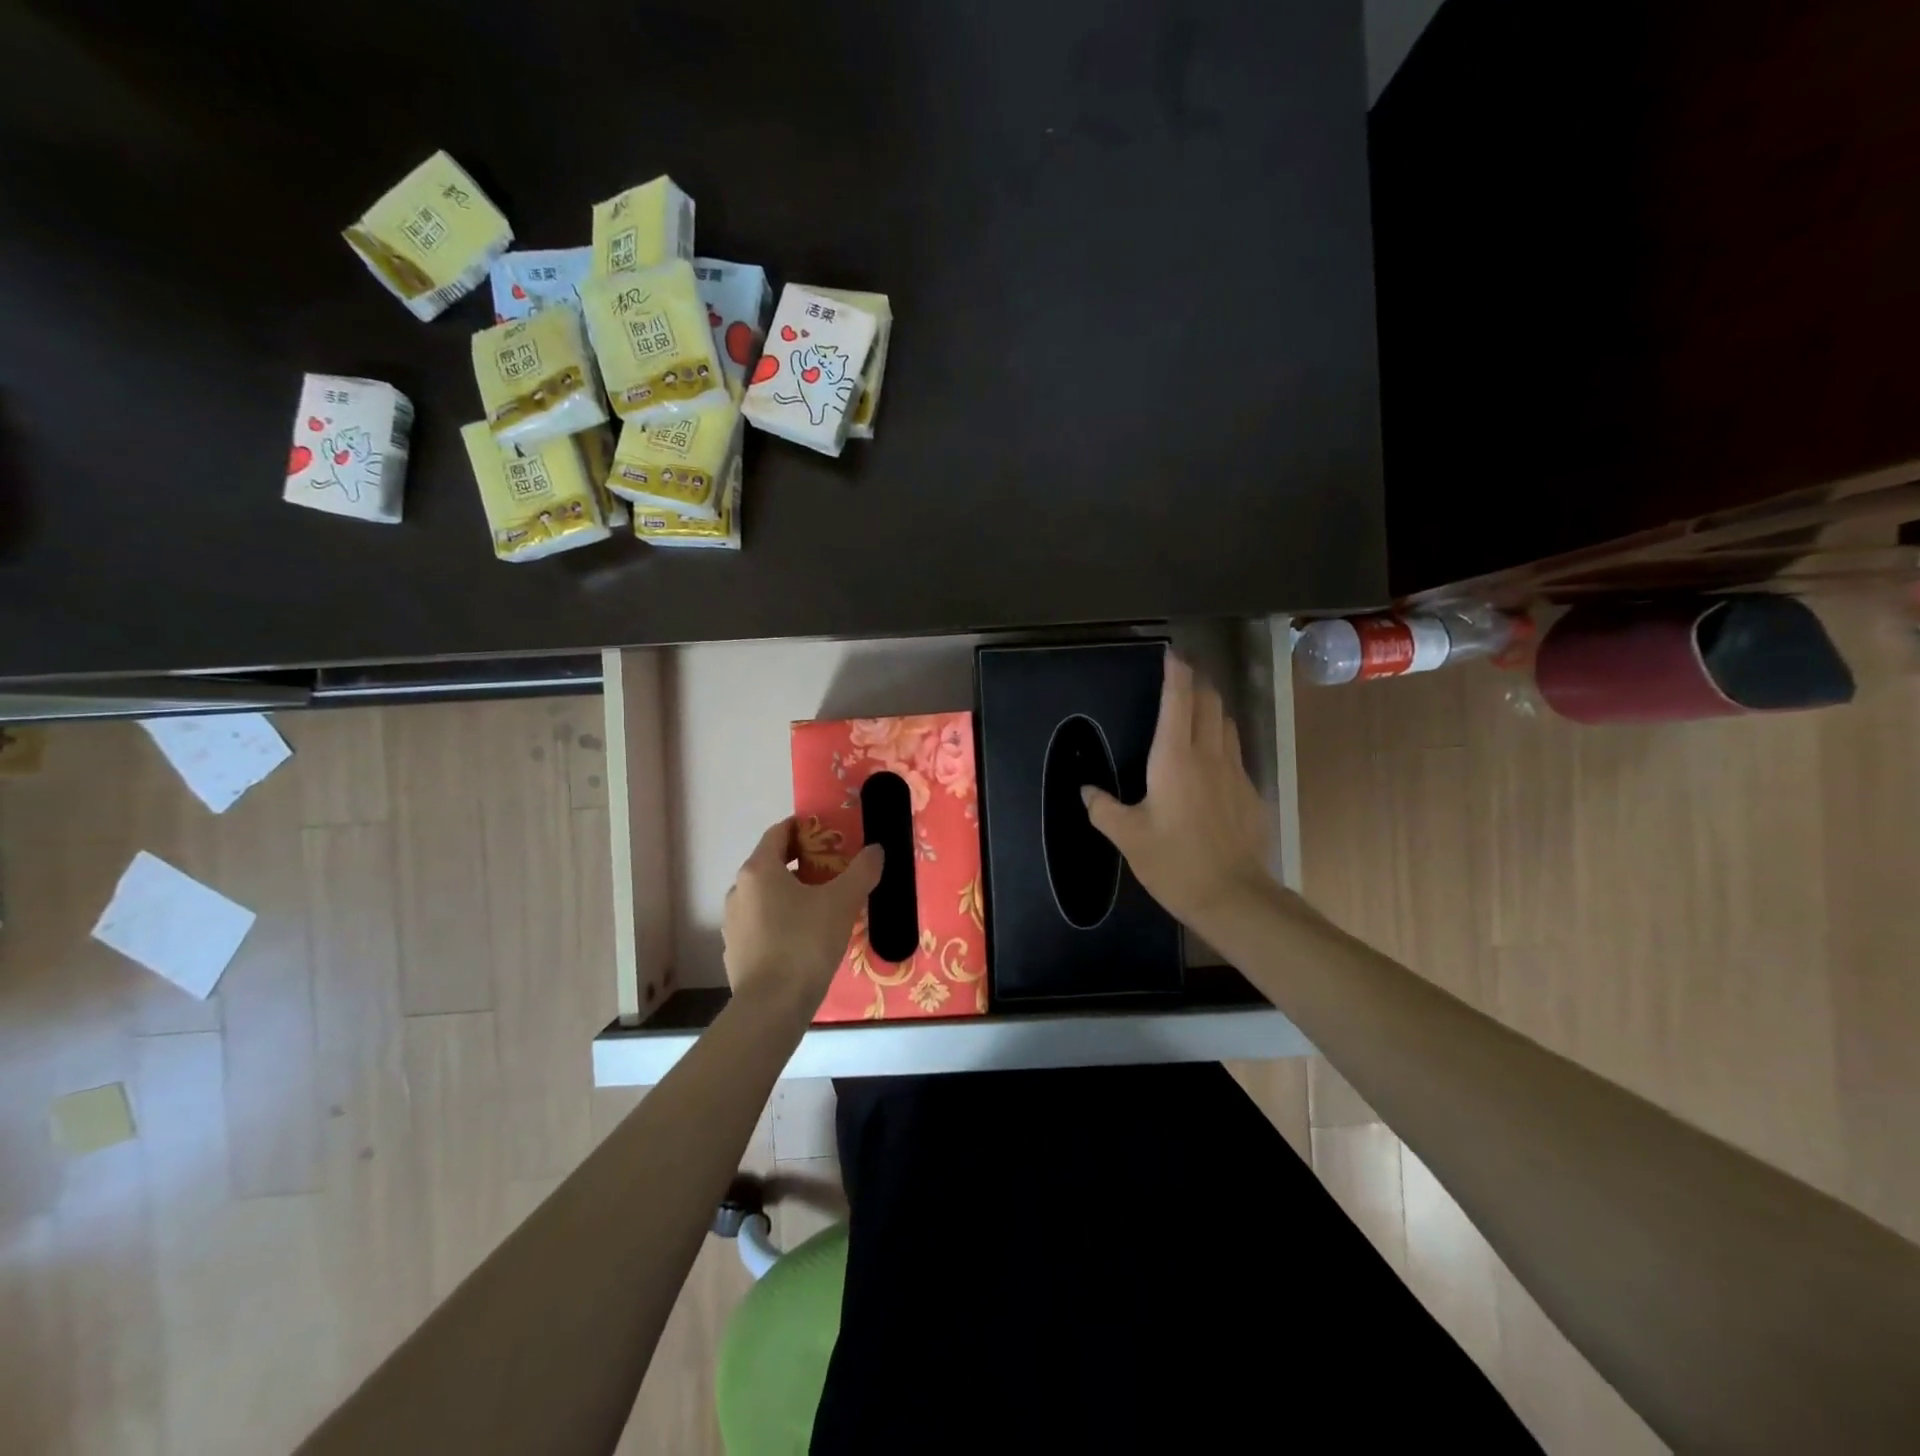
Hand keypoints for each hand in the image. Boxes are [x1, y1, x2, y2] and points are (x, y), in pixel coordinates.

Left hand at [722, 818, 882, 1018]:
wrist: (772, 1007)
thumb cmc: (805, 943)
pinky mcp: (734, 951)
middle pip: (770, 864)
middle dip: (800, 862)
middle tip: (831, 869)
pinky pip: (760, 924)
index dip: (802, 828)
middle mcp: (738, 890)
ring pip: (764, 896)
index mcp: (758, 870)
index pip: (778, 833)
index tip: (826, 833)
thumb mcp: (842, 903)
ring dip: (789, 893)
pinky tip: (803, 938)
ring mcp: (732, 923)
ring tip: (820, 905)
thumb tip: (876, 850)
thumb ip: (861, 871)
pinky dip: (780, 920)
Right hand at [1081, 653, 1275, 932]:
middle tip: (1181, 678)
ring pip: (1227, 724)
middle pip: (1210, 703)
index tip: (1171, 655)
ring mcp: (1236, 773)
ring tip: (1196, 711)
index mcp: (1175, 758)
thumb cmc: (1175, 862)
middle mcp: (1209, 755)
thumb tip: (1086, 791)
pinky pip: (1235, 752)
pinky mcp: (1250, 793)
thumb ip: (1103, 809)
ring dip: (1212, 709)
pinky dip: (1221, 741)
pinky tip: (1210, 761)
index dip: (1176, 673)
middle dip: (1197, 683)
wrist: (1234, 897)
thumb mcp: (1128, 837)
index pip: (1179, 700)